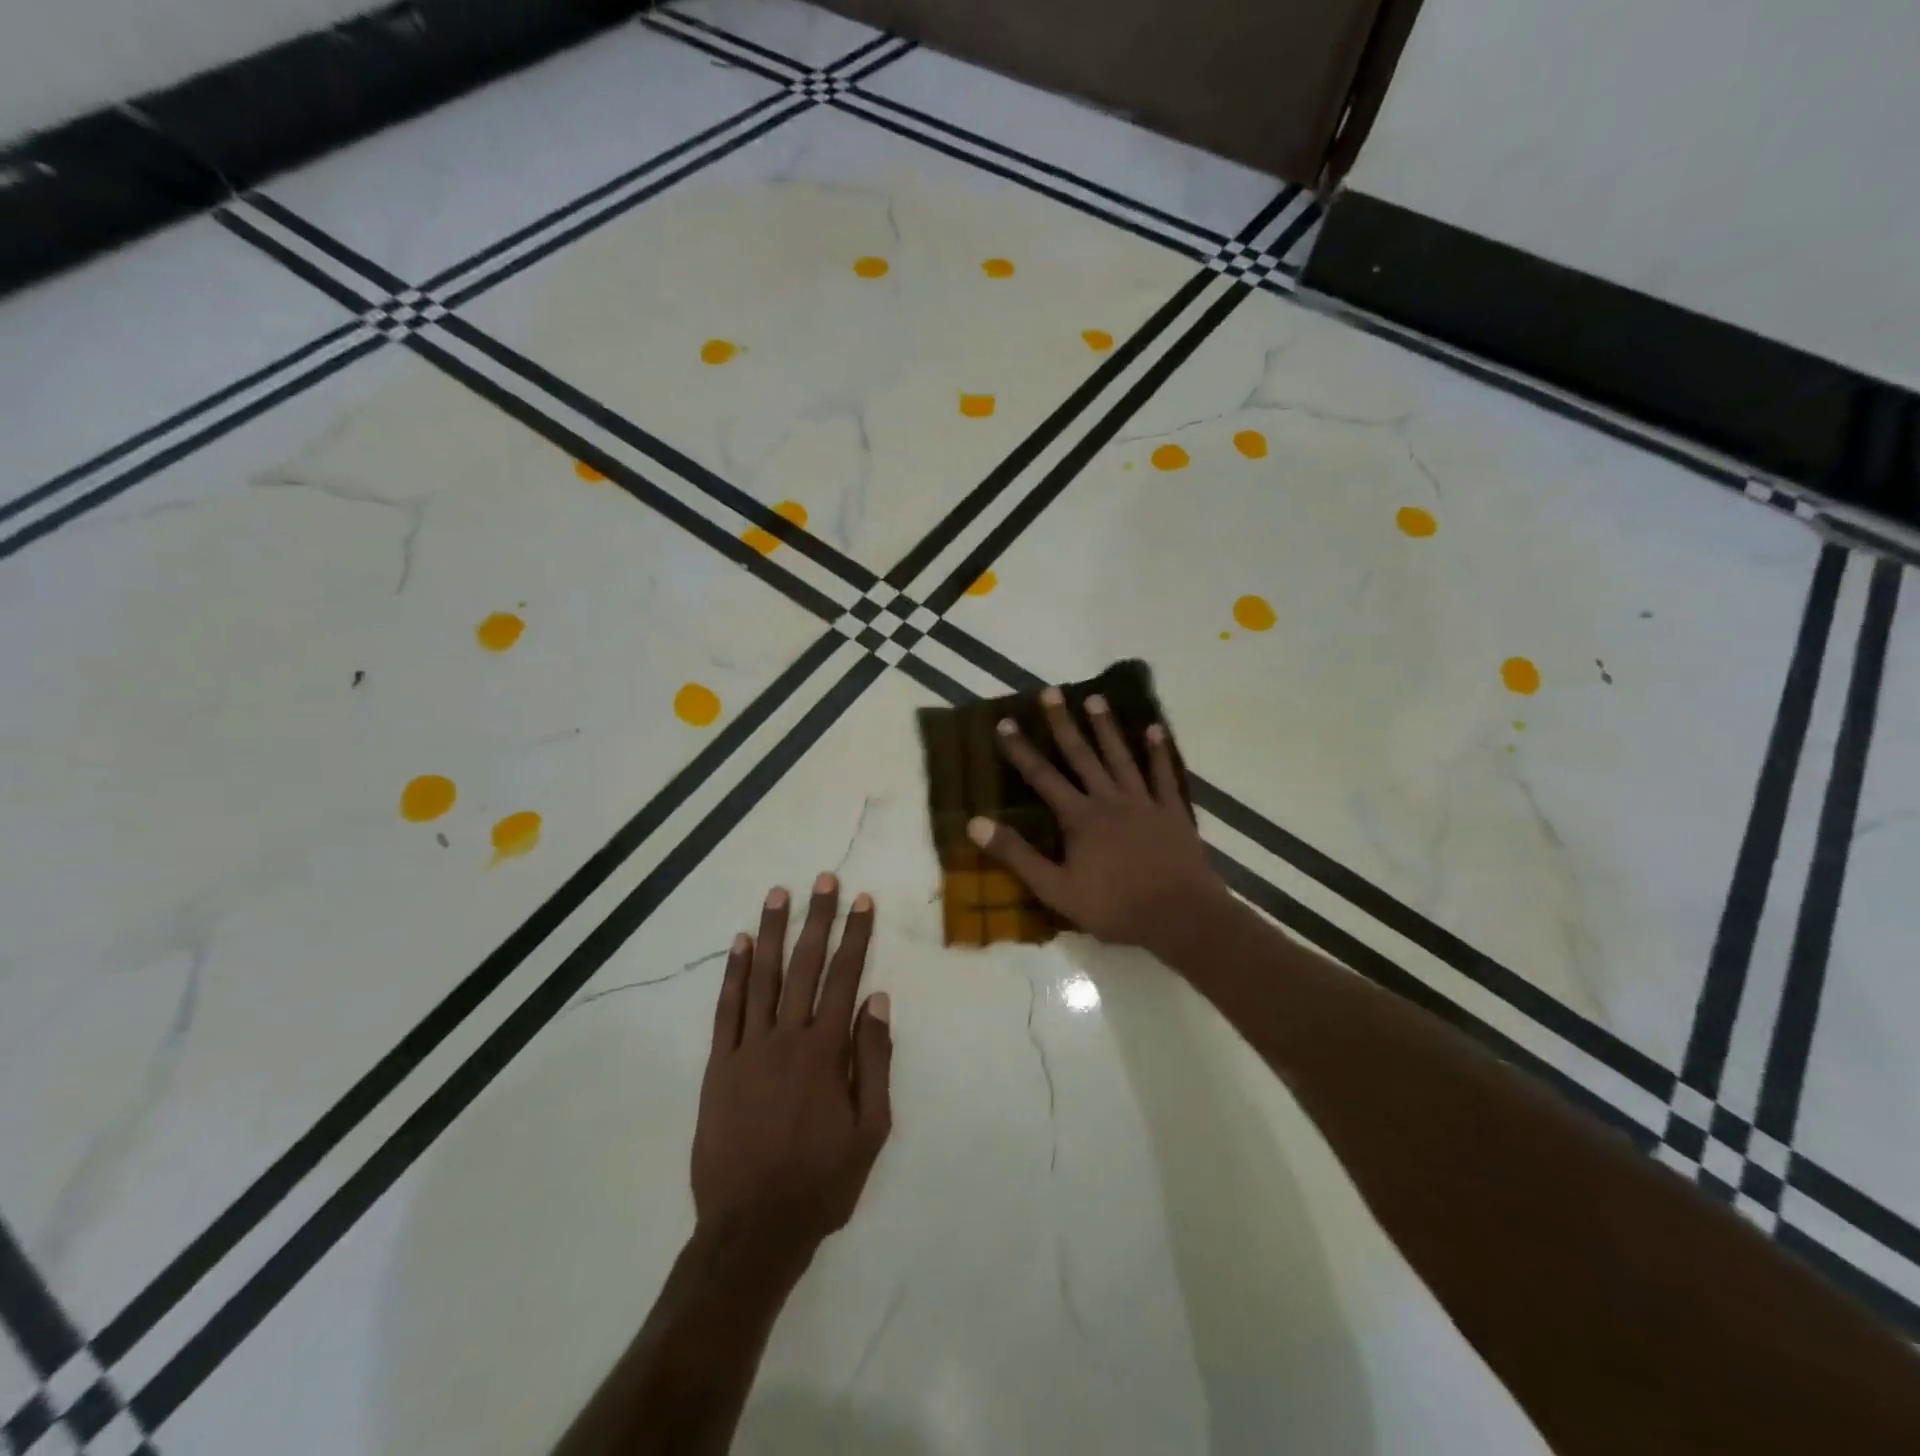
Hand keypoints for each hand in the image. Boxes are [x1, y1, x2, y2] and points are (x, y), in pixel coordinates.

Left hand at [692, 875, 892, 1257]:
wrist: (751, 1230)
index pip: (845, 978)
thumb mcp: (870, 1130)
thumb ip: (873, 1061)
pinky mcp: (717, 1066)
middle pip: (804, 966)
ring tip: (778, 894)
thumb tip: (876, 1000)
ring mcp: (746, 1049)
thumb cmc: (820, 1182)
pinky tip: (739, 943)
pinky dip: (732, 973)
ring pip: (761, 977)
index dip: (855, 936)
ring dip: (771, 932)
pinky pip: (725, 1009)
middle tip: (823, 879)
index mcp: (824, 1052)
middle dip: (817, 919)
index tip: (862, 901)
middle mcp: (785, 1038)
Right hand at [968, 686, 1228, 952]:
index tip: (1005, 723)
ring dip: (1106, 727)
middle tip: (1051, 692)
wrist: (1179, 917)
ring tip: (1095, 698)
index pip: (1043, 777)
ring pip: (1121, 757)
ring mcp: (1144, 802)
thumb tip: (975, 823)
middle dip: (1063, 724)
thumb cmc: (1114, 907)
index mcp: (1080, 818)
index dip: (1021, 750)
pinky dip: (1158, 751)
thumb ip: (1016, 855)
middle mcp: (1110, 800)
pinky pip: (1163, 775)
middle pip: (1082, 755)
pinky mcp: (1172, 812)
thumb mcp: (1055, 889)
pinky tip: (1155, 729)